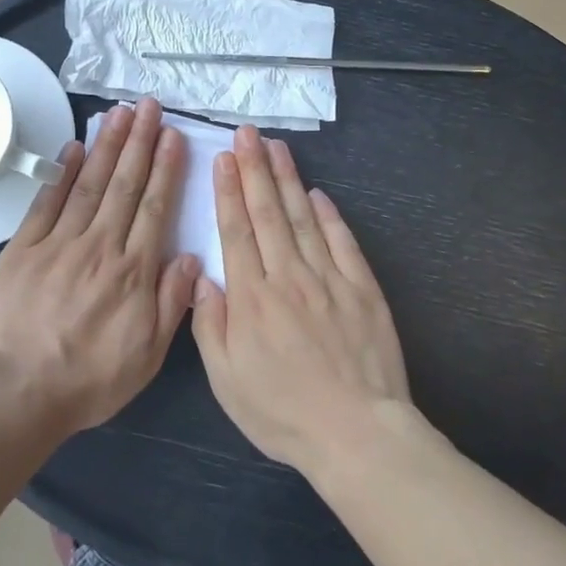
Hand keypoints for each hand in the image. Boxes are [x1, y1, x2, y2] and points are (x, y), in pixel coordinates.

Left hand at [0, 97, 199, 437]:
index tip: (173, 135)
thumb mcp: (146, 356)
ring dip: (106, 145)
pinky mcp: (24, 247)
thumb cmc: (88, 380)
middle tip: (149, 105)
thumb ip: (172, 303)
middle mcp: (100, 246)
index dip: (166, 169)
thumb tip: (192, 257)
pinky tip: (73, 146)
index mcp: (133, 271)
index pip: (154, 208)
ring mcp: (59, 243)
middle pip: (124, 185)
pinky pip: (47, 202)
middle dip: (140, 142)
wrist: (17, 392)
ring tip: (119, 113)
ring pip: (89, 183)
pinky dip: (61, 172)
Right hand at [191, 127, 410, 477]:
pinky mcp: (362, 289)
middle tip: (247, 133)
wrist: (357, 433)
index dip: (228, 191)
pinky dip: (329, 215)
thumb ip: (210, 325)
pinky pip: (342, 242)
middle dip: (255, 168)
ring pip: (303, 218)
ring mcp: (329, 279)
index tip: (223, 158)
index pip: (237, 231)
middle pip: (268, 212)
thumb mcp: (227, 381)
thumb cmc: (283, 412)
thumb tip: (202, 276)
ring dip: (288, 179)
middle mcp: (288, 276)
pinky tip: (318, 194)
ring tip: (276, 147)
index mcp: (251, 297)